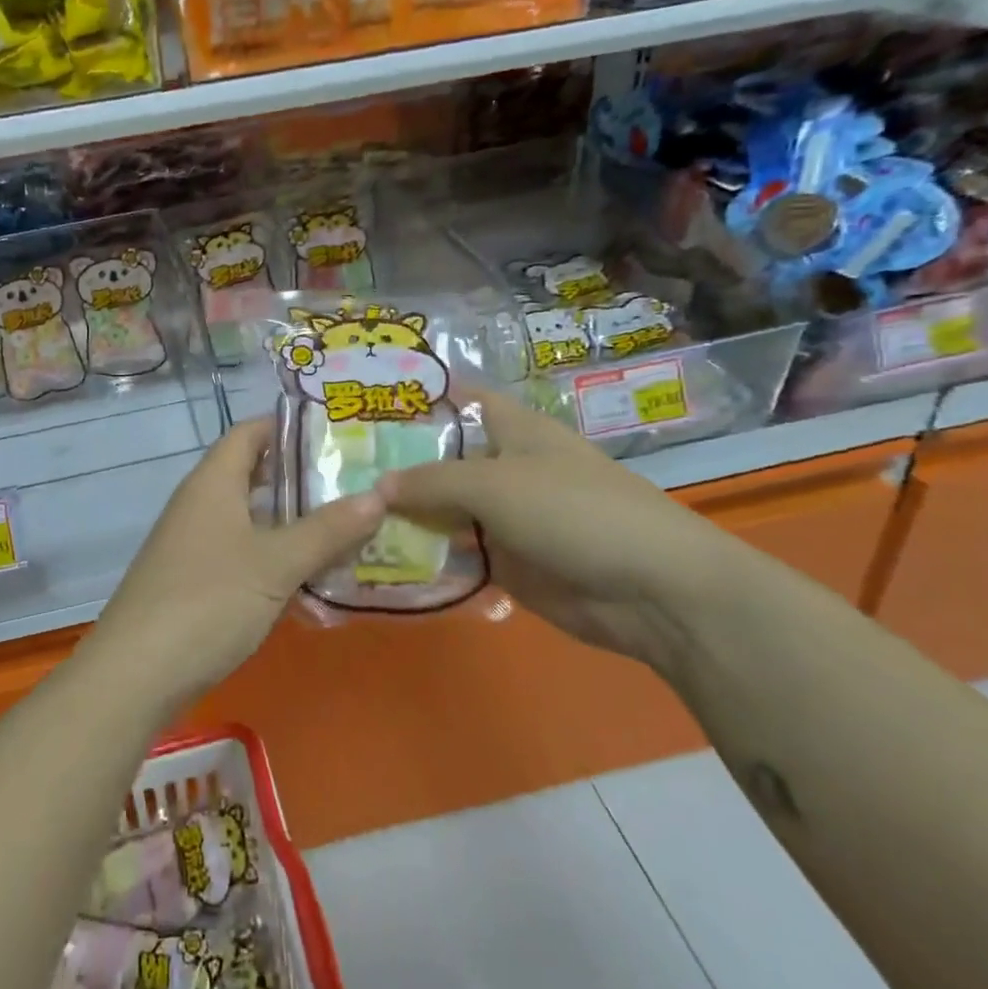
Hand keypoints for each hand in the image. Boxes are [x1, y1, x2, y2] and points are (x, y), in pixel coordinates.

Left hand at [89, 416, 383, 702]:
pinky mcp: (195, 581)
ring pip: (251, 518)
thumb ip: (327, 530)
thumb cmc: (208, 600)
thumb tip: (378, 495)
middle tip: (354, 482)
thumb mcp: (276, 563)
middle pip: (253, 474)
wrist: (136, 674)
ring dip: (292, 522)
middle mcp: (200, 503)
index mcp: (213, 482)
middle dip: (301, 478)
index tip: (337, 434)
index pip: (250, 432)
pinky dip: (276, 557)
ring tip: (347, 527)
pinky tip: (311, 577)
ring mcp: (194, 544)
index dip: (290, 426)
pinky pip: (243, 553)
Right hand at [376, 389, 751, 670]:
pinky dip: (427, 556)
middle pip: (442, 459)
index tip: (366, 404)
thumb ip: (431, 482)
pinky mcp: (508, 562)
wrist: (651, 590)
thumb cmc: (573, 511)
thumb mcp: (494, 485)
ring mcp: (505, 517)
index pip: (459, 400)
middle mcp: (505, 467)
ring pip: (445, 509)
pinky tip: (381, 559)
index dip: (418, 398)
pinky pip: (457, 554)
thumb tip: (376, 487)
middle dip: (396, 465)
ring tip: (346, 517)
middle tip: (336, 471)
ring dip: (406, 516)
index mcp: (512, 429)